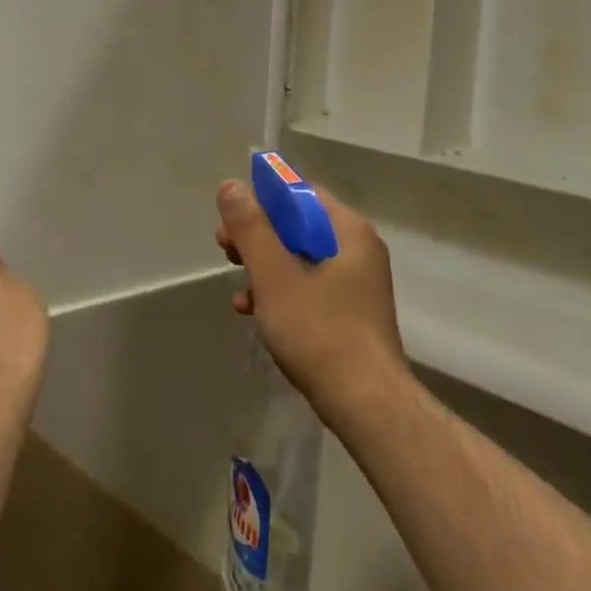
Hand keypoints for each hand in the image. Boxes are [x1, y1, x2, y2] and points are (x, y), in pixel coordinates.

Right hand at [215, 179, 409, 427]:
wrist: (366, 404)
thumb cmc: (320, 331)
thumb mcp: (275, 275)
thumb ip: (251, 228)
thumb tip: (231, 185)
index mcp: (349, 231)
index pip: (302, 193)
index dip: (263, 199)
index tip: (231, 218)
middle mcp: (358, 250)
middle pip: (299, 225)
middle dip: (258, 235)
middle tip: (224, 248)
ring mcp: (356, 283)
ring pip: (300, 258)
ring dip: (264, 265)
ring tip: (235, 283)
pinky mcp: (349, 313)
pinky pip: (309, 287)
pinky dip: (280, 292)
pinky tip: (251, 311)